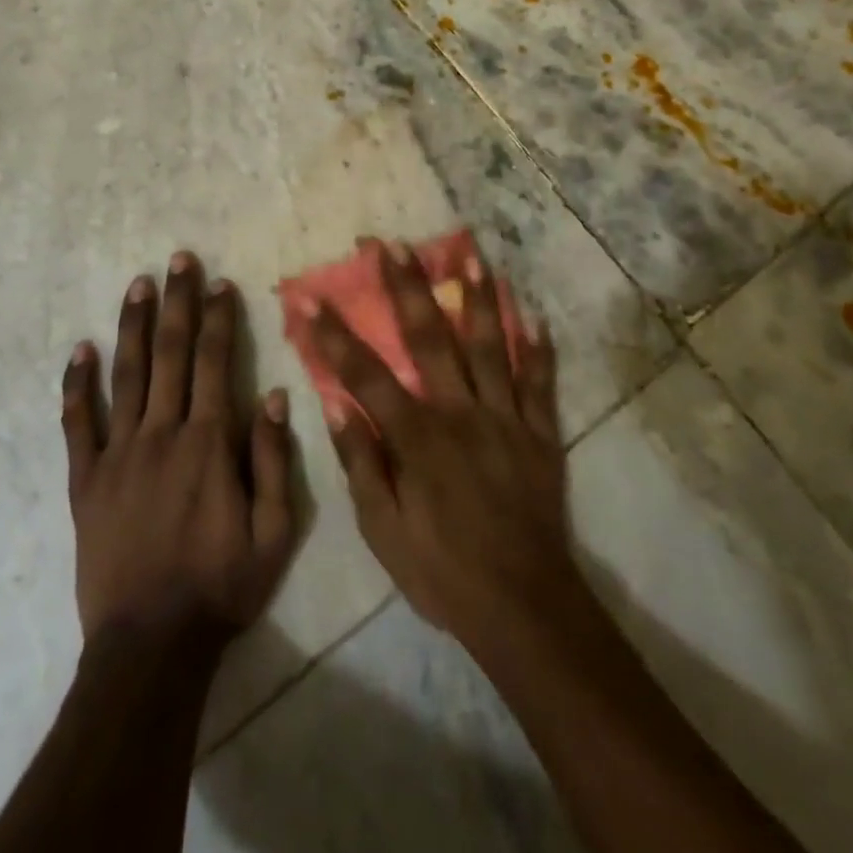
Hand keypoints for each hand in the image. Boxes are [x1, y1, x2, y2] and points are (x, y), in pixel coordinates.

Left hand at [62, 251, 295, 648]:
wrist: (150, 645)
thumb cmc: (221, 586)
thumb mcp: (274, 532)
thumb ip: (273, 459)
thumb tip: (273, 394)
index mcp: (208, 443)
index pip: (215, 362)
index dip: (218, 318)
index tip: (220, 282)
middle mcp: (162, 433)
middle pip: (170, 353)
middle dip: (178, 302)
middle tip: (179, 259)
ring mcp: (118, 454)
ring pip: (126, 375)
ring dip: (133, 325)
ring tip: (138, 283)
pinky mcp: (86, 480)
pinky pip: (78, 424)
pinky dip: (77, 385)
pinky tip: (80, 350)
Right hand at [295, 241, 581, 655]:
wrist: (523, 607)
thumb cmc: (442, 571)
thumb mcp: (383, 531)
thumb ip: (362, 464)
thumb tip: (339, 406)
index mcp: (417, 436)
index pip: (365, 373)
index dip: (334, 334)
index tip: (311, 297)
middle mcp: (460, 412)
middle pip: (429, 339)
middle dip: (406, 288)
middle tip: (392, 245)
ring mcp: (505, 418)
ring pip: (489, 347)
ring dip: (477, 299)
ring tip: (469, 257)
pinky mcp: (540, 434)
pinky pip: (540, 383)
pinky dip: (538, 350)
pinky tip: (535, 317)